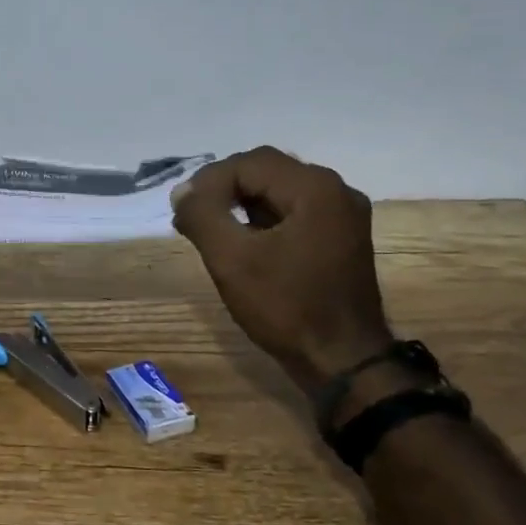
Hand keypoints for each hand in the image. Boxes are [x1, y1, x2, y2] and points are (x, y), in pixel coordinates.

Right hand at [172, 147, 392, 386]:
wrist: (343, 362)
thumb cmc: (286, 307)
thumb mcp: (231, 259)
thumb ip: (202, 215)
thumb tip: (182, 192)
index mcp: (315, 188)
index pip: (249, 163)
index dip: (209, 181)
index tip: (182, 210)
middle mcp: (336, 191)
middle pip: (267, 170)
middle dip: (224, 188)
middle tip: (192, 215)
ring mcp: (343, 215)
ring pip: (280, 191)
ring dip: (241, 203)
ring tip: (210, 228)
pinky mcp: (342, 238)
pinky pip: (294, 212)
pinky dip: (263, 219)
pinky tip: (242, 242)